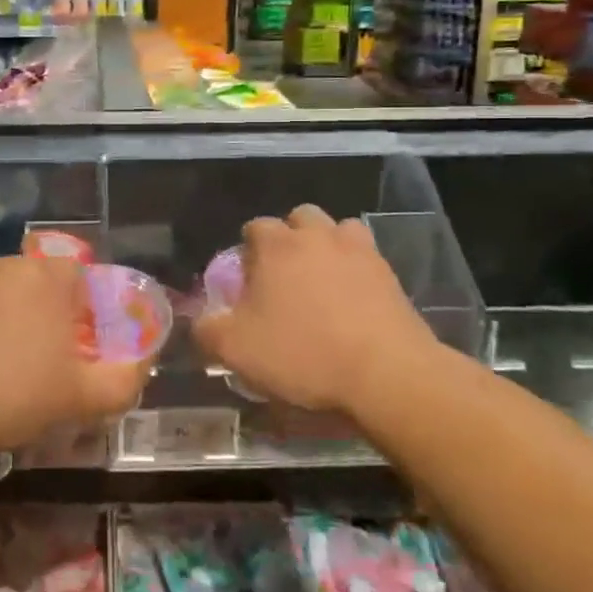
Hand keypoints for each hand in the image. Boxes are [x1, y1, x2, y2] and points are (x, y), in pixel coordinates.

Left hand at [0, 255, 150, 454]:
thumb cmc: (10, 395)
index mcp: (44, 279)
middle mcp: (0, 264)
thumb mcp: (80, 399)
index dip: (78, 309)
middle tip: (29, 359)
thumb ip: (123, 380)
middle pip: (29, 282)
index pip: (75, 276)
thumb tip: (143, 365)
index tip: (70, 345)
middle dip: (34, 313)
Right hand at [194, 205, 440, 414]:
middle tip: (285, 277)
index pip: (254, 227)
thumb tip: (203, 319)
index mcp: (276, 244)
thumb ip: (208, 329)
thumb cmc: (303, 353)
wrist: (385, 372)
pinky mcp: (389, 273)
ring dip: (327, 246)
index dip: (248, 252)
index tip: (248, 283)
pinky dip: (356, 270)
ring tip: (322, 282)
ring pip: (337, 230)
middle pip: (299, 218)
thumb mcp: (236, 350)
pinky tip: (353, 300)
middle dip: (289, 239)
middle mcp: (317, 235)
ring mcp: (358, 250)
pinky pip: (366, 258)